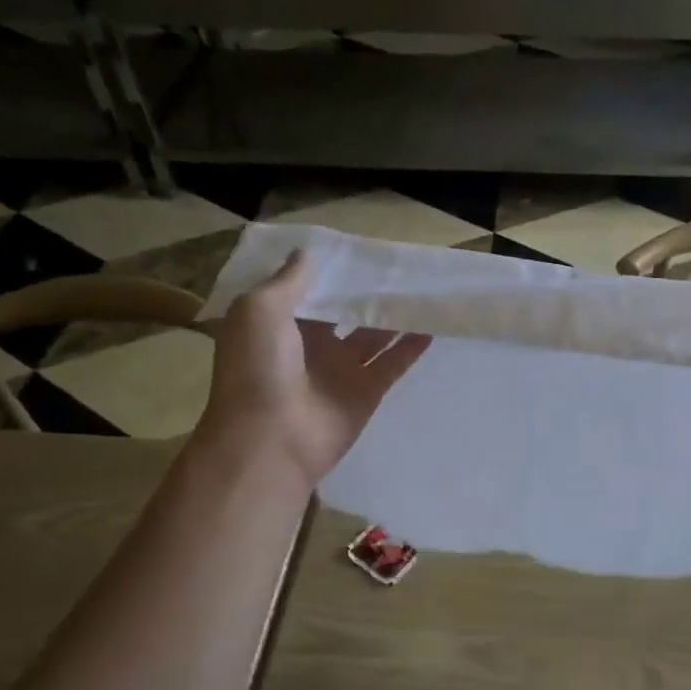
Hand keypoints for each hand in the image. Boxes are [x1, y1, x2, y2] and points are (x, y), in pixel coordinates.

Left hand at [198, 251, 430, 487]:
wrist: (270, 441)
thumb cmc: (257, 369)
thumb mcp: (259, 310)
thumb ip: (288, 281)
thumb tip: (308, 253)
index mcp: (278, 325)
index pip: (307, 291)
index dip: (329, 271)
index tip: (356, 248)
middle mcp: (309, 345)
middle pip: (344, 312)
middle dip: (365, 291)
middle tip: (397, 264)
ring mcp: (340, 370)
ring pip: (373, 335)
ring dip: (394, 314)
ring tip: (422, 287)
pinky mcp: (366, 392)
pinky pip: (393, 363)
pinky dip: (411, 345)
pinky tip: (433, 323)